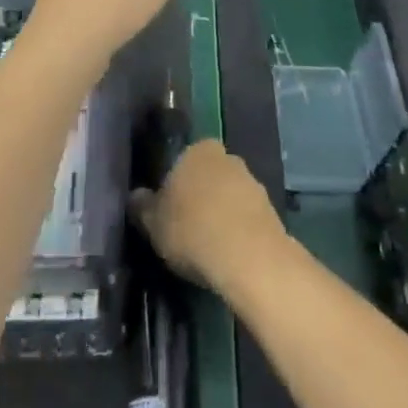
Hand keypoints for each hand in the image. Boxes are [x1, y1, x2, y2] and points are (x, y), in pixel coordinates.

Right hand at [131, 140, 287, 292]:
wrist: (249, 257)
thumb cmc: (192, 230)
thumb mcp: (152, 223)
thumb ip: (142, 206)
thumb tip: (136, 196)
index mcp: (198, 150)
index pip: (183, 160)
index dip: (176, 184)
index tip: (169, 209)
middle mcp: (228, 157)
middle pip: (209, 176)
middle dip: (200, 196)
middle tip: (186, 227)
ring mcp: (253, 183)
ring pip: (229, 196)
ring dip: (221, 214)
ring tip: (208, 247)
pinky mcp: (271, 210)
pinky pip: (246, 218)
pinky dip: (238, 231)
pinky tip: (228, 254)